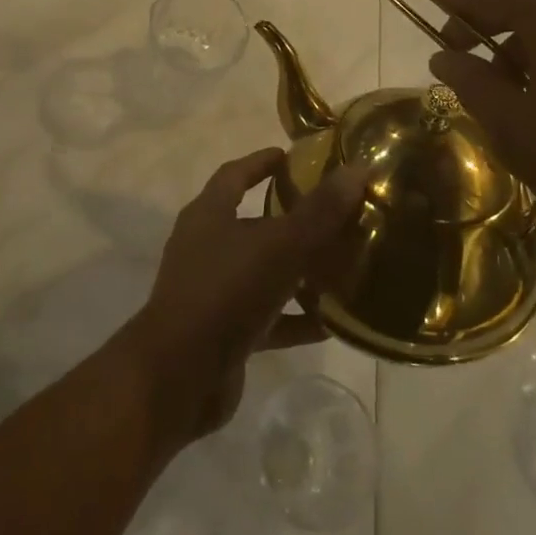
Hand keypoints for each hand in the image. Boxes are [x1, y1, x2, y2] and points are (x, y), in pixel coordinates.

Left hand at [121, 148, 365, 449]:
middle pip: (253, 223)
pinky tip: (331, 323)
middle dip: (291, 218)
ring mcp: (212, 291)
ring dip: (298, 271)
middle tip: (334, 214)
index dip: (262, 162)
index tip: (293, 156)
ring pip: (263, 272)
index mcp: (209, 215)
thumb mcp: (278, 246)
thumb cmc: (225, 293)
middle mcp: (206, 247)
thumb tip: (357, 169)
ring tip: (343, 266)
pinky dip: (295, 317)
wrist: (178, 378)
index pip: (235, 174)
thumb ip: (319, 211)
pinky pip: (267, 317)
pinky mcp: (223, 333)